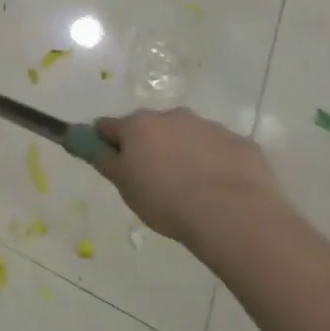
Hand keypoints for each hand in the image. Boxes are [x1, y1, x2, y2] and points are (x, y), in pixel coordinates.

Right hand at [93, 108, 286, 252]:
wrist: (233, 214)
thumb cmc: (167, 200)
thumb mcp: (125, 186)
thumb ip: (105, 160)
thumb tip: (89, 143)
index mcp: (138, 125)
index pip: (108, 126)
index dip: (106, 143)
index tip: (112, 163)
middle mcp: (172, 116)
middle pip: (151, 129)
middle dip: (150, 147)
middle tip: (156, 181)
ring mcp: (209, 126)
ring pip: (187, 136)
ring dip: (184, 153)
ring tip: (192, 190)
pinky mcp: (240, 143)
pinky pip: (220, 150)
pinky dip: (216, 163)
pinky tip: (221, 191)